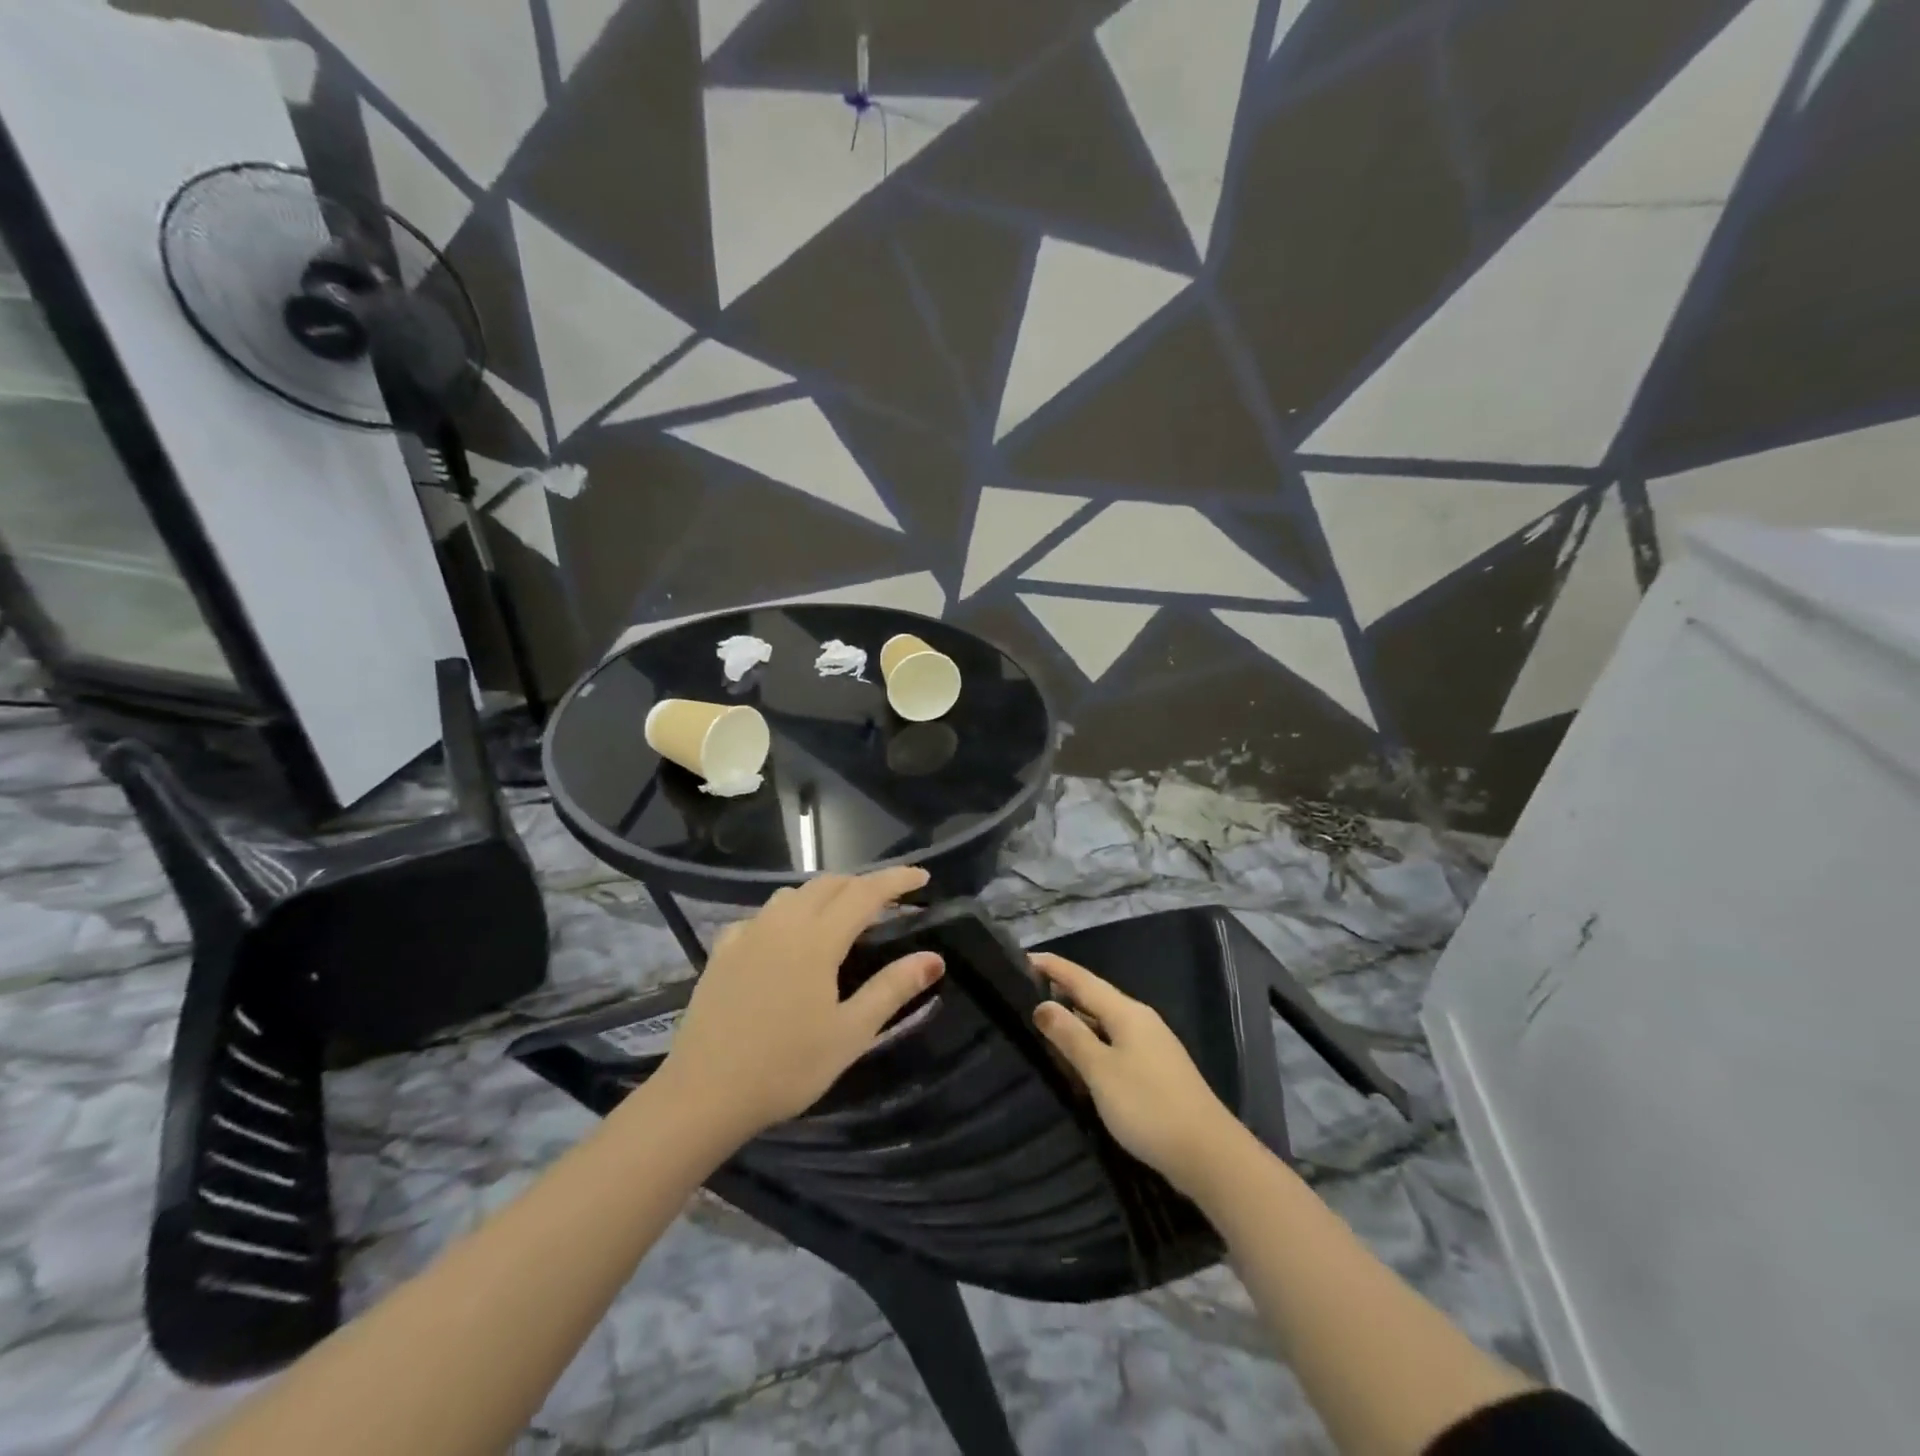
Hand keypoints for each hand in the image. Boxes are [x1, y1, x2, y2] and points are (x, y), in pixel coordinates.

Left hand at [660, 868, 943, 1140]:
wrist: (703, 1094)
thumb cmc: (786, 1067)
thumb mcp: (850, 1033)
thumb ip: (892, 989)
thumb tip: (934, 958)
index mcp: (817, 939)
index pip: (866, 892)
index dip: (897, 880)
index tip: (923, 876)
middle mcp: (782, 923)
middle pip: (829, 884)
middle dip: (862, 884)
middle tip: (888, 902)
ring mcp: (747, 934)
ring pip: (792, 894)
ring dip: (824, 894)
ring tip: (841, 916)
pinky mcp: (722, 951)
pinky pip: (761, 916)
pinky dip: (785, 914)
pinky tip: (784, 940)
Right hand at [1030, 953, 1247, 1198]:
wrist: (1209, 1155)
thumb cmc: (1148, 1107)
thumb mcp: (1101, 1071)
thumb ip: (1070, 1036)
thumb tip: (1042, 1004)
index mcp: (1127, 1012)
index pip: (1081, 979)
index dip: (1053, 967)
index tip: (1022, 957)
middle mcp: (1140, 1020)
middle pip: (1094, 996)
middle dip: (1062, 990)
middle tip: (1024, 989)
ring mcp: (1152, 1045)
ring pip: (1105, 1021)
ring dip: (1076, 1018)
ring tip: (1043, 1020)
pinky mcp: (1156, 1070)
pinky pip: (1114, 1042)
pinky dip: (1091, 1041)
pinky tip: (1078, 1057)